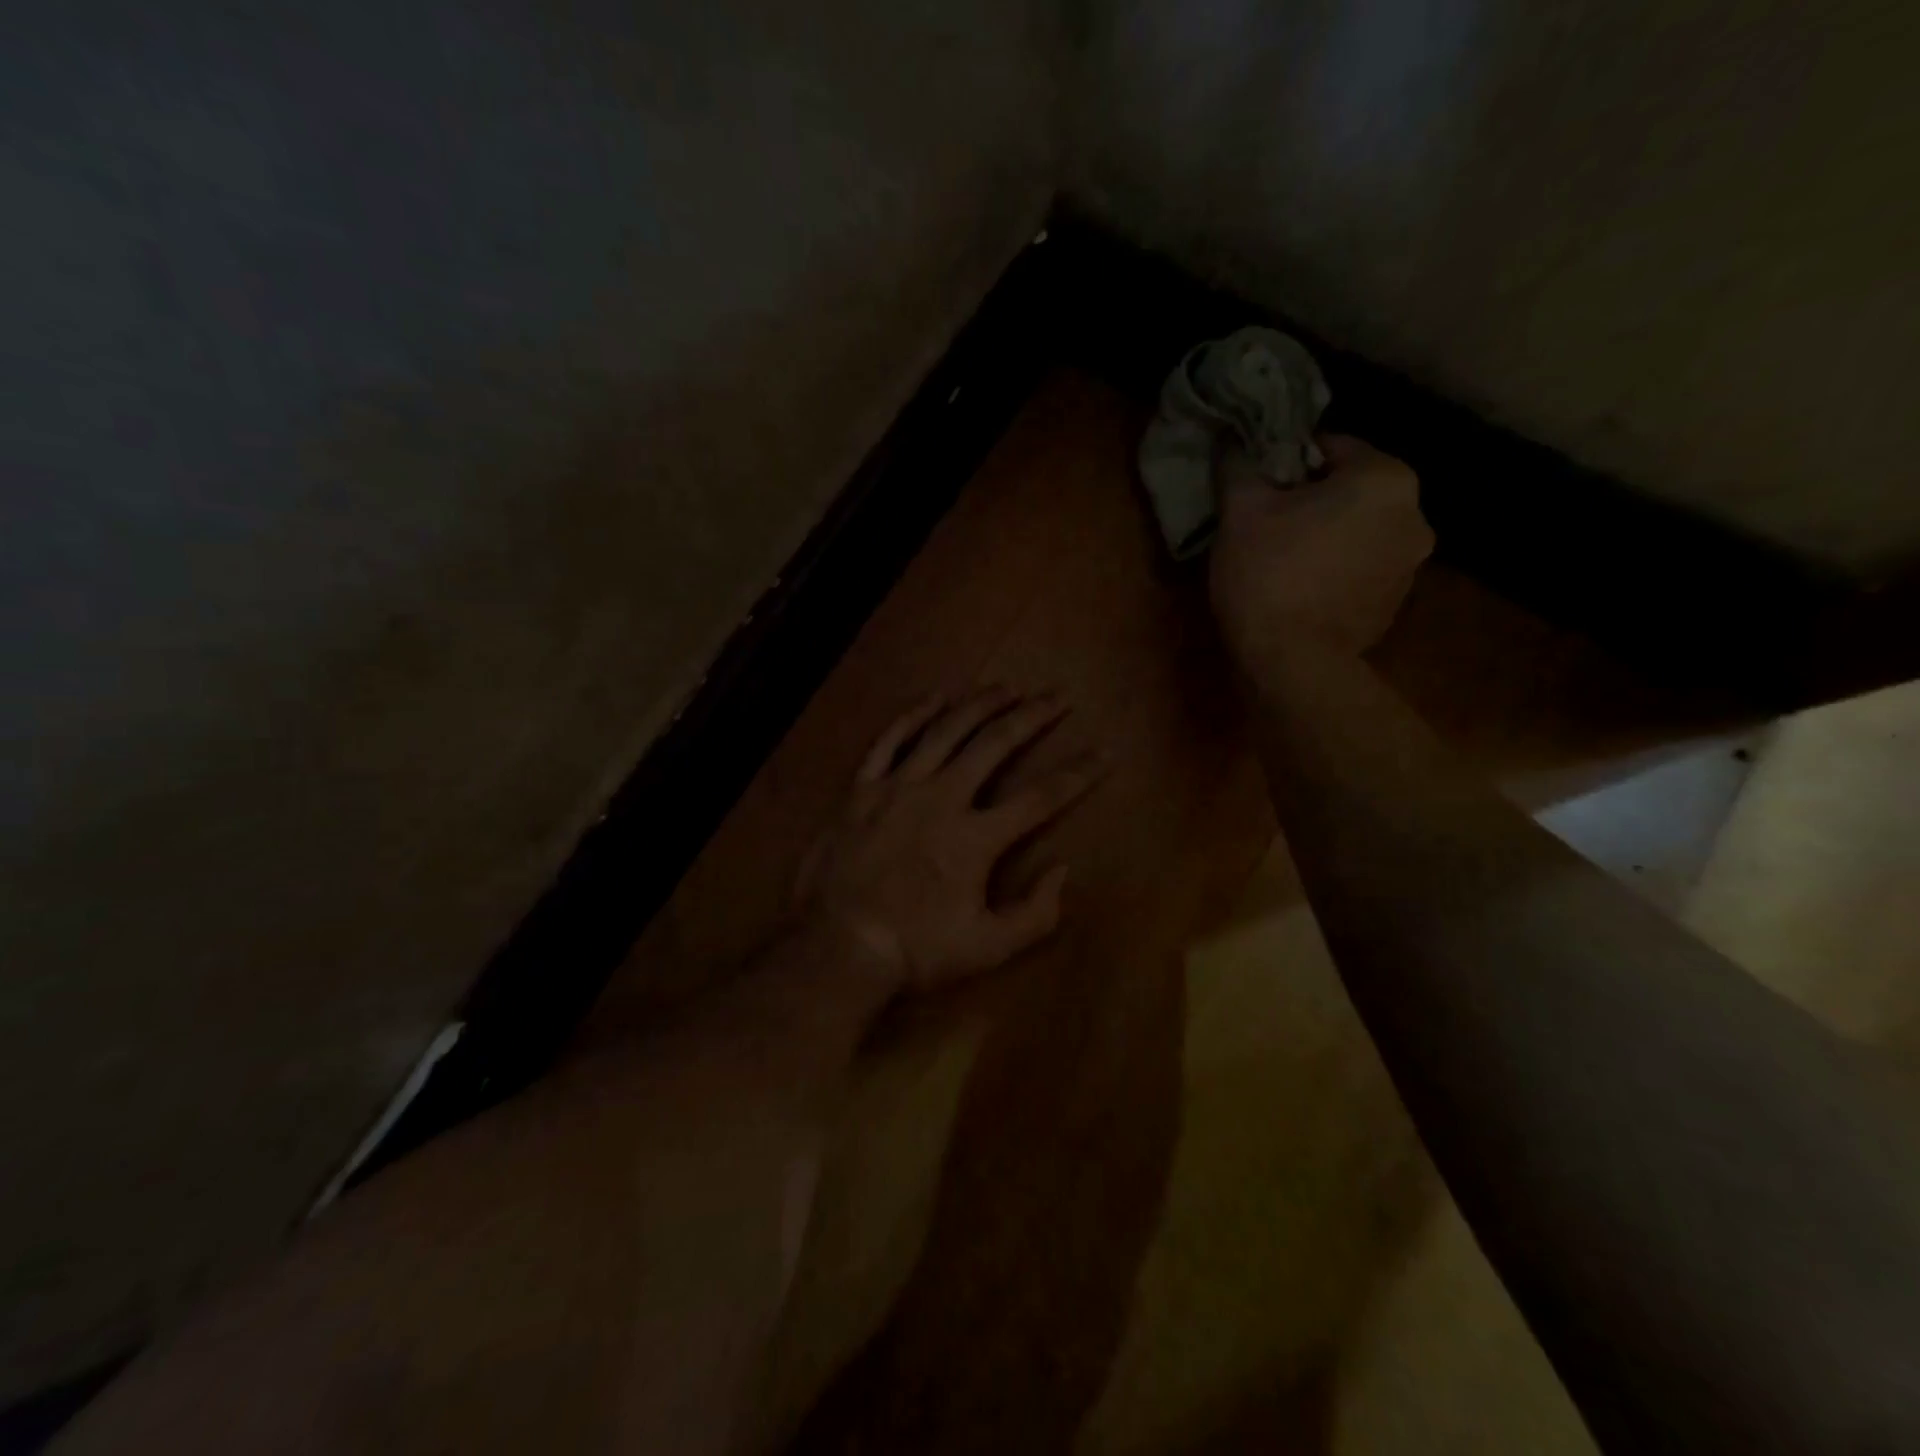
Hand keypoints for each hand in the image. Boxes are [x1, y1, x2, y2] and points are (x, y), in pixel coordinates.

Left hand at [794, 688, 1100, 990]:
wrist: (837, 945)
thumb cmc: (915, 950)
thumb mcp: (988, 949)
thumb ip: (1035, 914)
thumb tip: (1062, 871)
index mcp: (975, 838)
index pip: (1041, 797)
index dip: (1078, 774)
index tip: (1105, 753)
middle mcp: (942, 798)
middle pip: (994, 744)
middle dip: (1032, 717)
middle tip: (1056, 696)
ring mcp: (898, 787)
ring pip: (946, 731)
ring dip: (979, 704)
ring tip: (1006, 687)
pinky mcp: (862, 788)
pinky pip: (890, 739)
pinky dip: (915, 714)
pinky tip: (937, 697)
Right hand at [1209, 435, 1432, 659]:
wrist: (1292, 661)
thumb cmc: (1269, 573)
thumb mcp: (1240, 511)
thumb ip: (1239, 466)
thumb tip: (1232, 442)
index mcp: (1385, 479)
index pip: (1331, 447)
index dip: (1287, 463)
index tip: (1258, 487)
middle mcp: (1415, 514)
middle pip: (1350, 491)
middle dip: (1311, 500)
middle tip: (1267, 523)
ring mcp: (1411, 564)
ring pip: (1358, 531)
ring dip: (1327, 536)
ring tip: (1283, 560)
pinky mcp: (1395, 604)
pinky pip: (1361, 569)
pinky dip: (1336, 570)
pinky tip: (1301, 589)